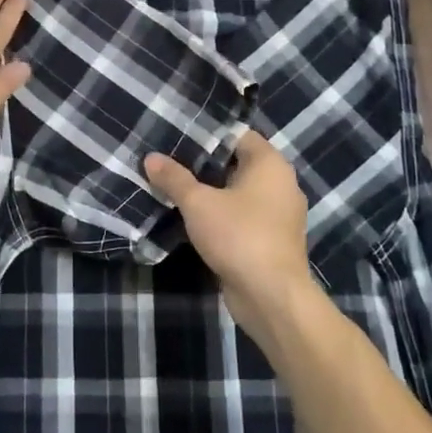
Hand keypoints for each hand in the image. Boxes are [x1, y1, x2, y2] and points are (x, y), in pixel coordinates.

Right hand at [145, 131, 313, 321]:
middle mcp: (281, 183)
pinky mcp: (272, 240)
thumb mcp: (198, 203)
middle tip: (170, 161)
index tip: (178, 137)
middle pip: (238, 163)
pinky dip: (223, 215)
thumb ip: (174, 178)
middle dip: (205, 165)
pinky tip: (194, 219)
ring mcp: (279, 214)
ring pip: (240, 193)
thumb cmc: (239, 236)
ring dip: (213, 193)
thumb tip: (150, 158)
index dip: (208, 135)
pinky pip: (244, 216)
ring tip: (176, 188)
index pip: (237, 135)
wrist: (272, 297)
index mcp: (270, 164)